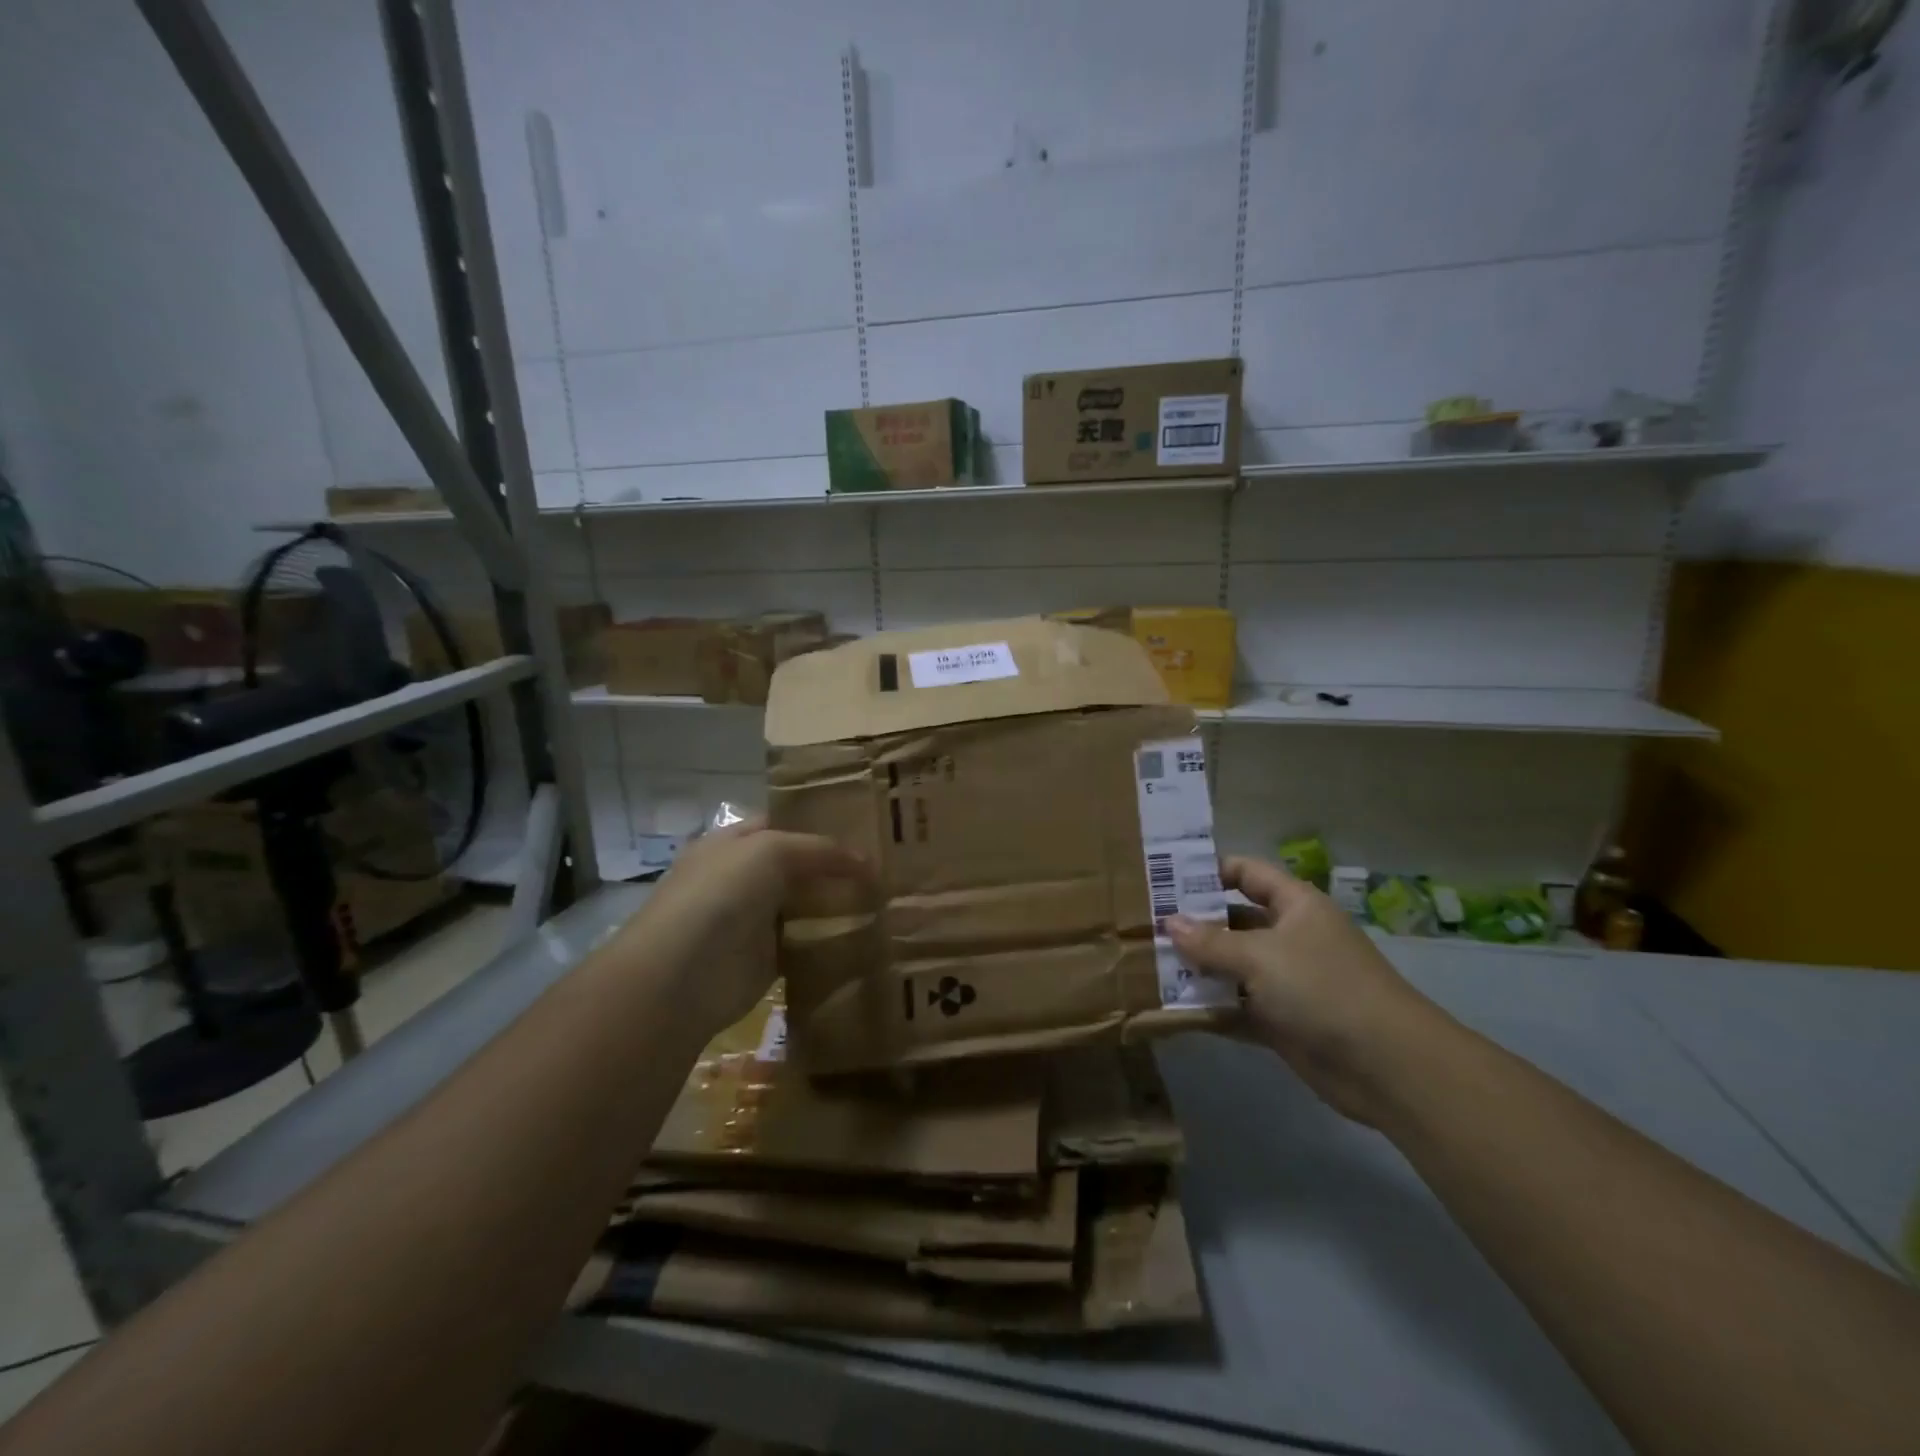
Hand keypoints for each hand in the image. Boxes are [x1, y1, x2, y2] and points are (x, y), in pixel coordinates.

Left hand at [613, 817, 864, 1040]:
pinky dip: (831, 940)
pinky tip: (866, 935)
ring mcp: (753, 919)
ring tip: (887, 899)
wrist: (681, 976)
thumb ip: (820, 850)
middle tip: (887, 866)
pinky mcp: (766, 959)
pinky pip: (806, 943)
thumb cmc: (720, 896)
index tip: (867, 828)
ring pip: (805, 904)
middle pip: (798, 865)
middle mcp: (742, 877)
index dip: (822, 823)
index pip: (784, 824)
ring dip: (838, 904)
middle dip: (836, 866)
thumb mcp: (771, 851)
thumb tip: (868, 862)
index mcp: (733, 842)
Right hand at [1167, 857, 1442, 1124]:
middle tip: (1145, 925)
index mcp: (1295, 906)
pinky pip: (1237, 1007)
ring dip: (1197, 968)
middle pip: (1234, 921)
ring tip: (1147, 964)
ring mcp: (1286, 981)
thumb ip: (1211, 941)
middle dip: (1194, 924)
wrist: (1387, 1066)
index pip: (1247, 873)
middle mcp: (1290, 937)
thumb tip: (1169, 924)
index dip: (1210, 872)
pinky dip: (1211, 1007)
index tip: (1165, 878)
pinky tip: (1171, 1008)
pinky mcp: (1281, 1021)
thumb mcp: (1261, 956)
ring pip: (1232, 966)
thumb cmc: (1323, 988)